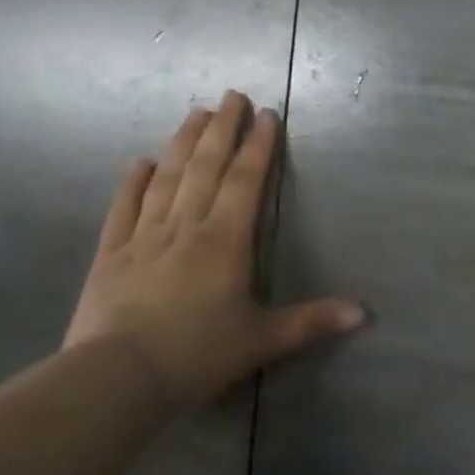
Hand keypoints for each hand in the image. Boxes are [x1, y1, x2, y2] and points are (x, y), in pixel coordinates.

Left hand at [63, 91, 366, 408]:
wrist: (114, 380)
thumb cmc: (196, 354)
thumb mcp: (263, 339)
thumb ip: (312, 321)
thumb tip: (365, 314)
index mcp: (225, 240)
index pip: (246, 180)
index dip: (258, 145)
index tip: (266, 114)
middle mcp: (186, 227)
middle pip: (206, 167)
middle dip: (222, 128)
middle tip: (231, 94)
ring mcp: (144, 238)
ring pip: (167, 179)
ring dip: (182, 143)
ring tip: (195, 112)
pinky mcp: (110, 256)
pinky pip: (123, 209)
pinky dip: (132, 183)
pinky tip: (139, 162)